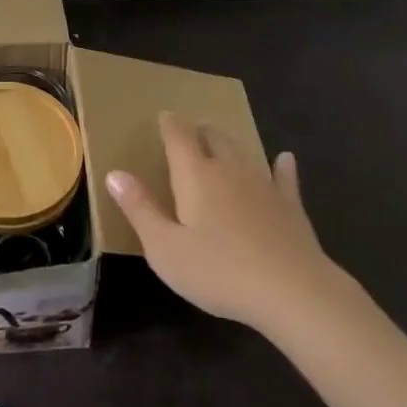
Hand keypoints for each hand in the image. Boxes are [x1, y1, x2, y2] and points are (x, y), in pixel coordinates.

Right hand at [107, 112, 341, 332]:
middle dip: (200, 131)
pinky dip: (281, 166)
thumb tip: (114, 173)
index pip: (179, 137)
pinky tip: (285, 159)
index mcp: (196, 175)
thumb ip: (140, 209)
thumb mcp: (165, 248)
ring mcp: (263, 184)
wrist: (291, 290)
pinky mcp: (290, 204)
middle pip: (214, 137)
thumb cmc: (219, 272)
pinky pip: (283, 177)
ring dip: (230, 143)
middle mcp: (229, 169)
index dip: (170, 124)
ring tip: (221, 140)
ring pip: (243, 152)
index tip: (164, 116)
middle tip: (191, 131)